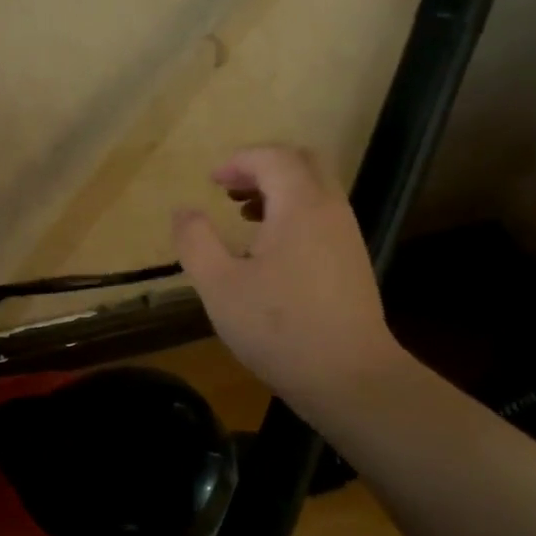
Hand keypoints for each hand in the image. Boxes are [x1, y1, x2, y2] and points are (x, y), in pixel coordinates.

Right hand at [172, 146, 406, 413]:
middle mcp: (330, 210)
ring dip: (279, 190)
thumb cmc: (278, 327)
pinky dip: (293, 213)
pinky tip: (269, 249)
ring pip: (315, 189)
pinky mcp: (352, 261)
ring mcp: (346, 236)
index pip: (273, 157)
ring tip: (243, 217)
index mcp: (300, 206)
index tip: (211, 182)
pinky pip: (322, 215)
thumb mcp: (219, 285)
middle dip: (263, 167)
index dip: (239, 161)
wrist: (349, 377)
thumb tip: (183, 211)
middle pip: (302, 162)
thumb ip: (195, 241)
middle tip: (230, 189)